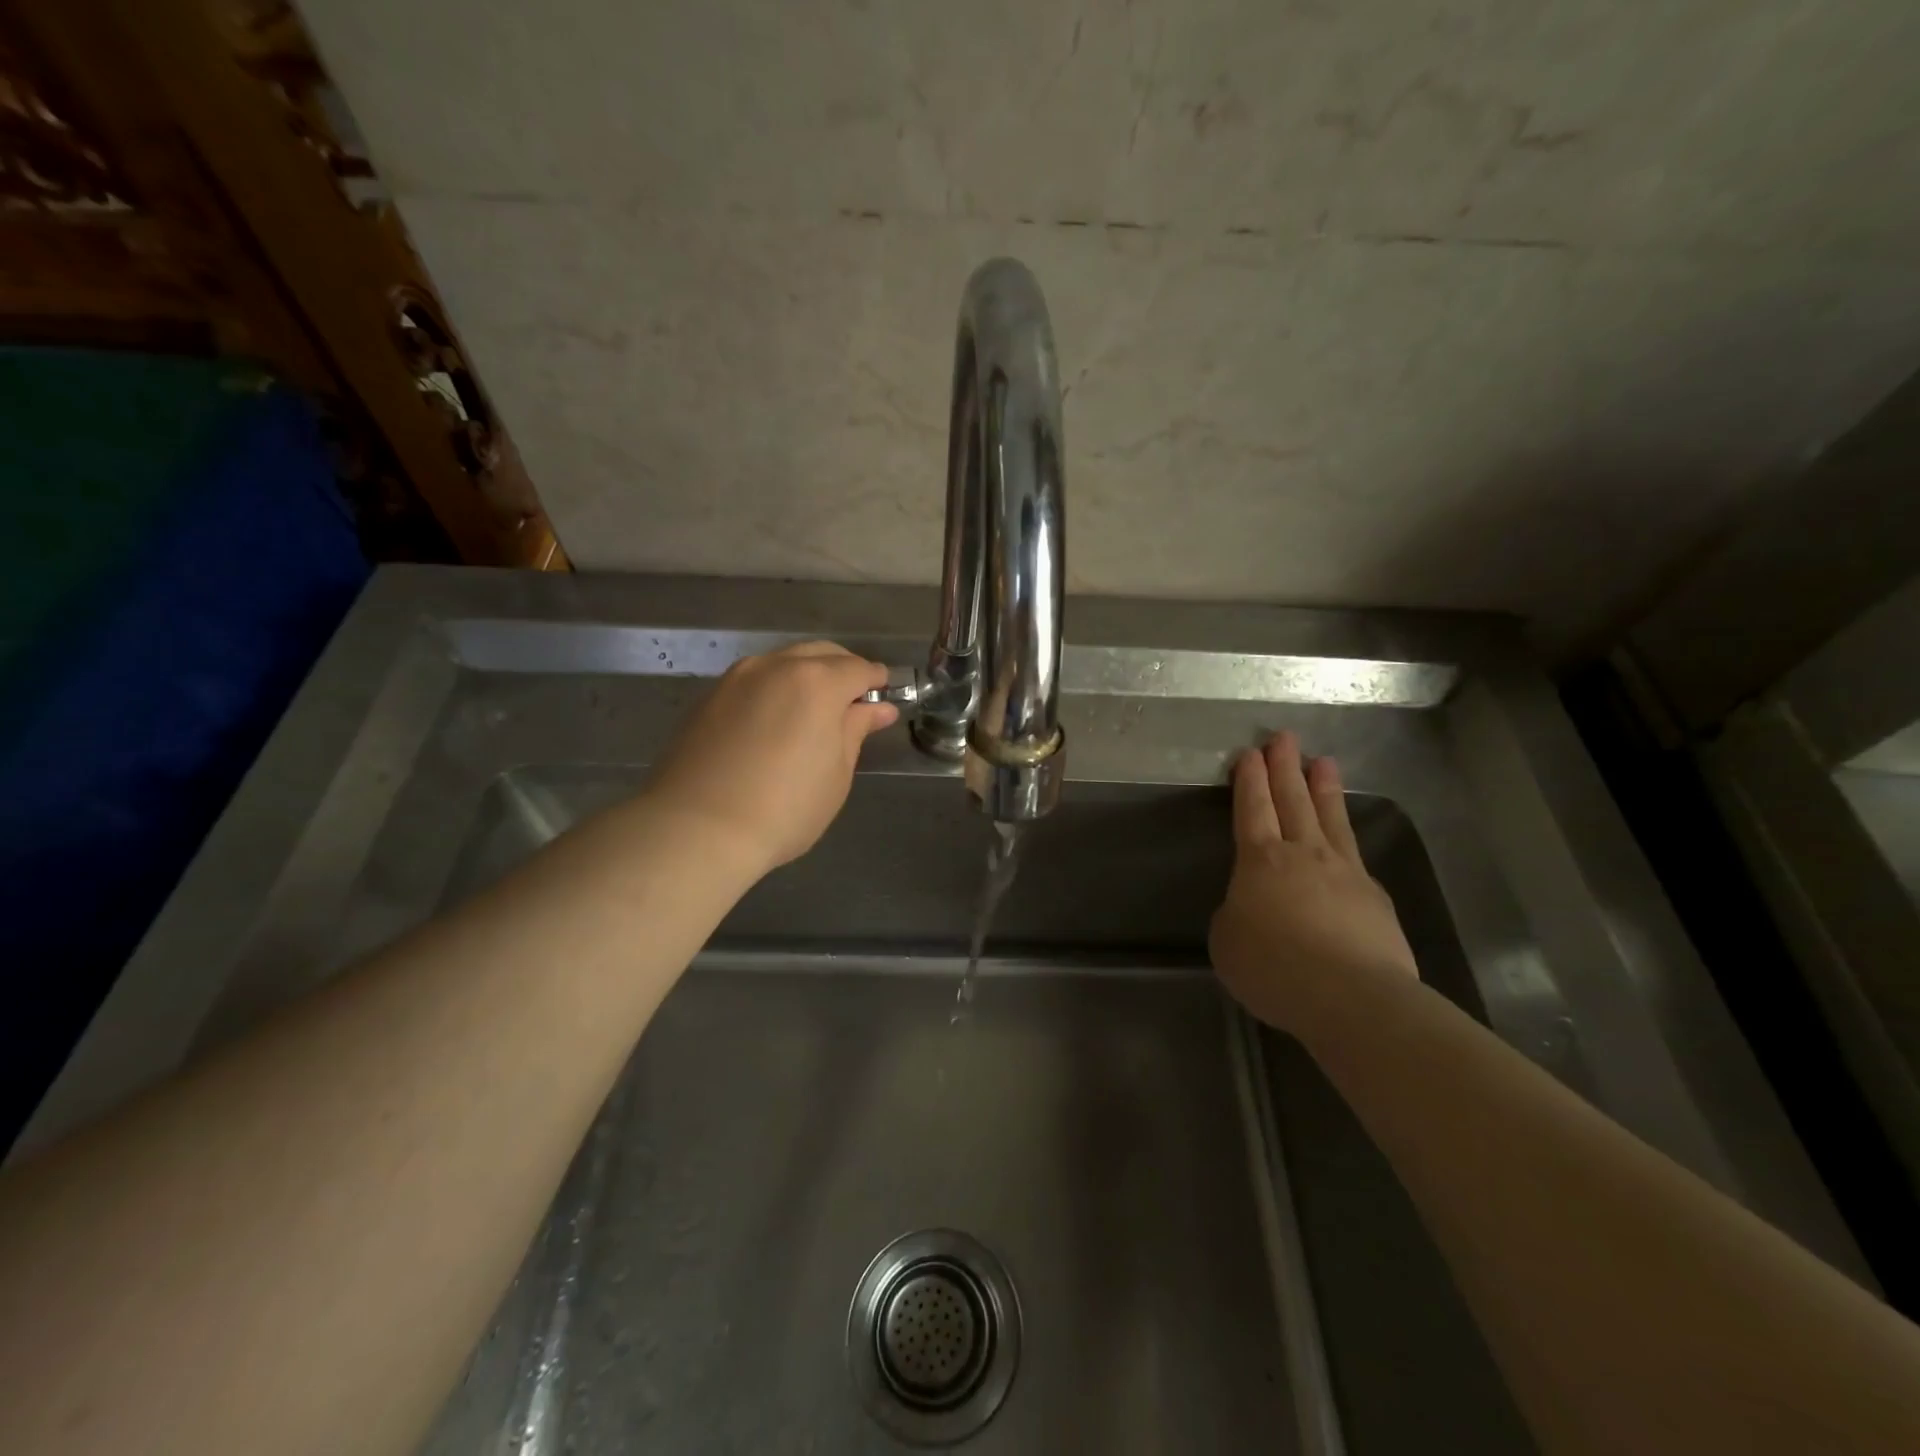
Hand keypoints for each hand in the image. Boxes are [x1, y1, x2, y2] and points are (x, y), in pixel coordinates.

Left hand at [643, 642, 897, 877]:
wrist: (696, 829)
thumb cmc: (784, 808)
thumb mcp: (835, 773)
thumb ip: (856, 730)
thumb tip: (878, 708)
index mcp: (816, 682)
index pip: (858, 669)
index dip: (875, 681)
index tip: (884, 695)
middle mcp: (776, 666)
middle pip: (820, 654)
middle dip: (842, 670)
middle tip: (853, 702)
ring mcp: (736, 678)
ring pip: (783, 662)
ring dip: (806, 675)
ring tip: (813, 710)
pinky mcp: (708, 697)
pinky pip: (754, 680)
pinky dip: (774, 688)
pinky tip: (775, 720)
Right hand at [1209, 730, 1418, 1034]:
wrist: (1351, 997)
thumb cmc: (1273, 967)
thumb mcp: (1227, 941)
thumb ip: (1236, 914)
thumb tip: (1251, 907)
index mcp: (1260, 860)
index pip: (1252, 808)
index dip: (1250, 780)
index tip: (1250, 754)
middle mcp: (1303, 854)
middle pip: (1292, 800)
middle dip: (1284, 767)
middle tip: (1284, 737)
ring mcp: (1344, 872)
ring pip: (1330, 818)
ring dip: (1323, 788)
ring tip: (1323, 762)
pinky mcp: (1375, 897)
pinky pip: (1355, 857)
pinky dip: (1346, 840)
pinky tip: (1346, 841)